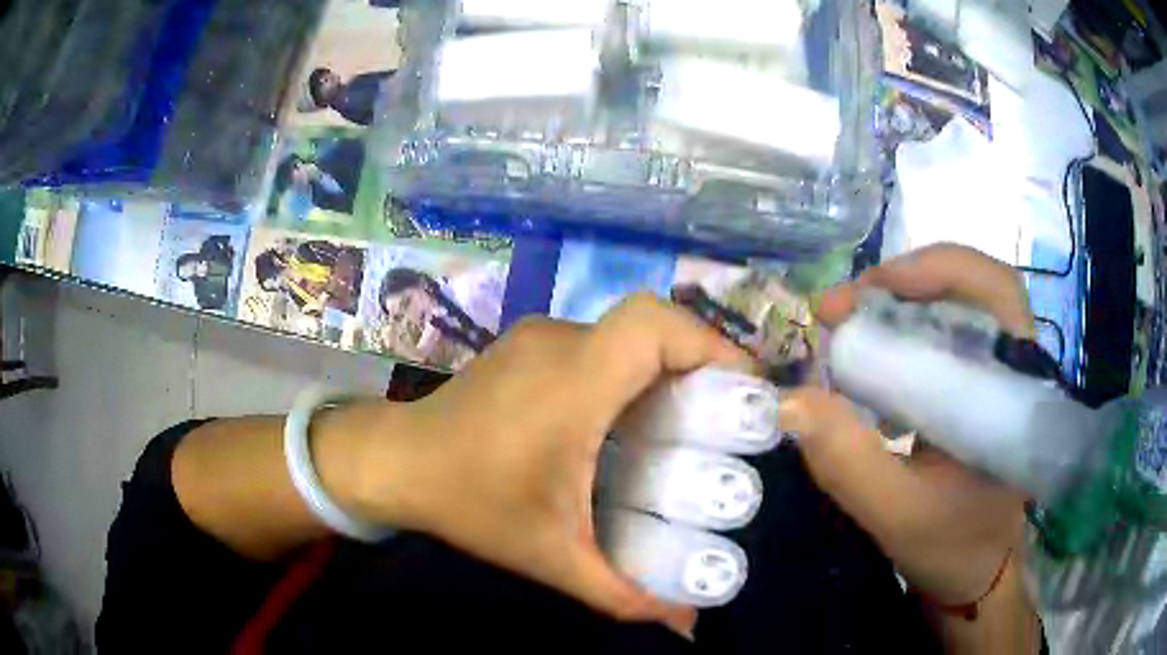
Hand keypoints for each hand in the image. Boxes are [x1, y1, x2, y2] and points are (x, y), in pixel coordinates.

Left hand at [353, 295, 748, 626]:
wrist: (395, 463)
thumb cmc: (470, 503)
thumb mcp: (553, 557)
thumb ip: (624, 594)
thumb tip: (686, 626)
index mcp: (572, 383)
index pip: (654, 325)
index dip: (710, 344)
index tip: (745, 390)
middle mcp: (560, 344)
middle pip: (651, 324)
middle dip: (701, 360)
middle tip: (726, 414)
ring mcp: (539, 337)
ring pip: (625, 334)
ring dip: (665, 366)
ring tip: (686, 421)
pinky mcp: (527, 345)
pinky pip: (598, 344)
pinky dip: (630, 370)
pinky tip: (627, 420)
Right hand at [779, 244, 1030, 604]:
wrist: (976, 570)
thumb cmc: (952, 544)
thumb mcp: (897, 514)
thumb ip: (849, 463)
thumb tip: (788, 401)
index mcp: (1013, 388)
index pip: (994, 289)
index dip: (936, 268)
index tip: (868, 291)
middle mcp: (1011, 364)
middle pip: (968, 286)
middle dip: (902, 283)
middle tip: (840, 310)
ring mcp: (995, 371)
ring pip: (952, 305)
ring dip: (898, 304)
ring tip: (847, 326)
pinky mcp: (977, 383)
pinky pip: (942, 334)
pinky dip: (901, 330)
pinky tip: (870, 355)